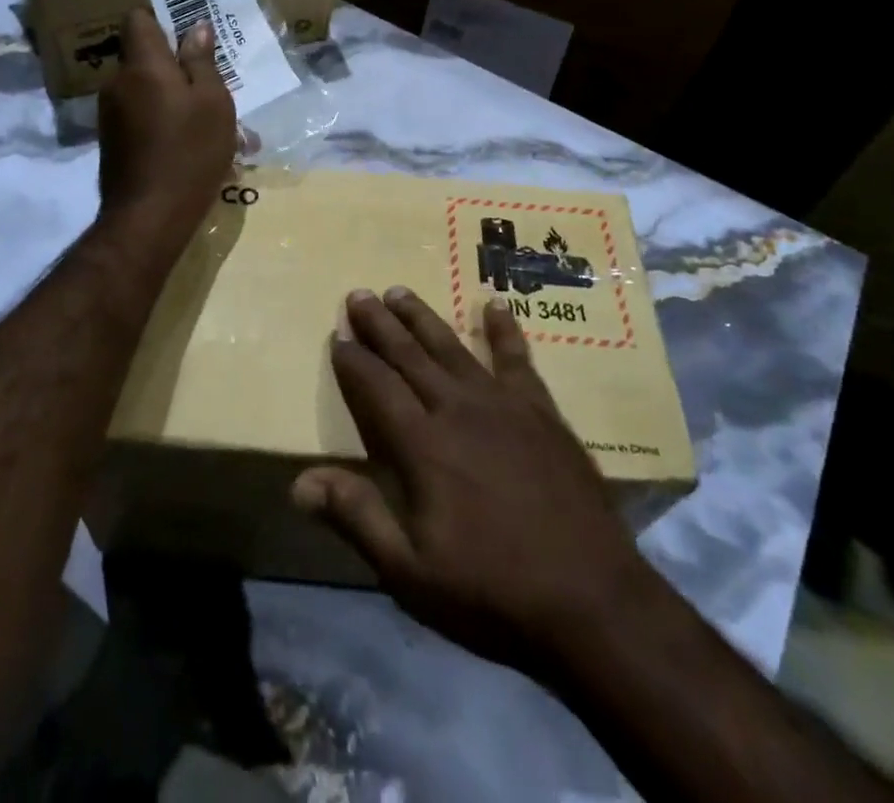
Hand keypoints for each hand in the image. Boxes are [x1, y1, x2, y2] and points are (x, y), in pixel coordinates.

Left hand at [96, 6, 236, 249]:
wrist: (149, 216)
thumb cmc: (190, 152)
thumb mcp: (213, 103)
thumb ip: (202, 61)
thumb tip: (196, 27)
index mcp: (142, 65)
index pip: (137, 19)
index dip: (162, 19)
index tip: (189, 35)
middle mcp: (117, 82)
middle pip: (143, 56)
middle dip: (174, 65)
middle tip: (210, 85)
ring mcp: (109, 113)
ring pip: (143, 88)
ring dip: (170, 96)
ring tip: (205, 122)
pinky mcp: (111, 140)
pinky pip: (138, 114)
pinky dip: (160, 119)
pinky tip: (186, 144)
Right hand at [293, 288, 652, 672]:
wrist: (592, 602)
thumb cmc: (492, 592)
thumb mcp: (411, 573)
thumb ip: (357, 518)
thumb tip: (300, 481)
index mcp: (422, 445)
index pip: (376, 387)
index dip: (353, 360)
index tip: (337, 335)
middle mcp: (457, 409)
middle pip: (409, 355)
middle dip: (380, 324)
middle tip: (359, 294)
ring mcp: (504, 405)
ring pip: (452, 348)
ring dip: (423, 318)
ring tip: (400, 292)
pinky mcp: (542, 412)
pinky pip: (517, 359)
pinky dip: (504, 330)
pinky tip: (496, 305)